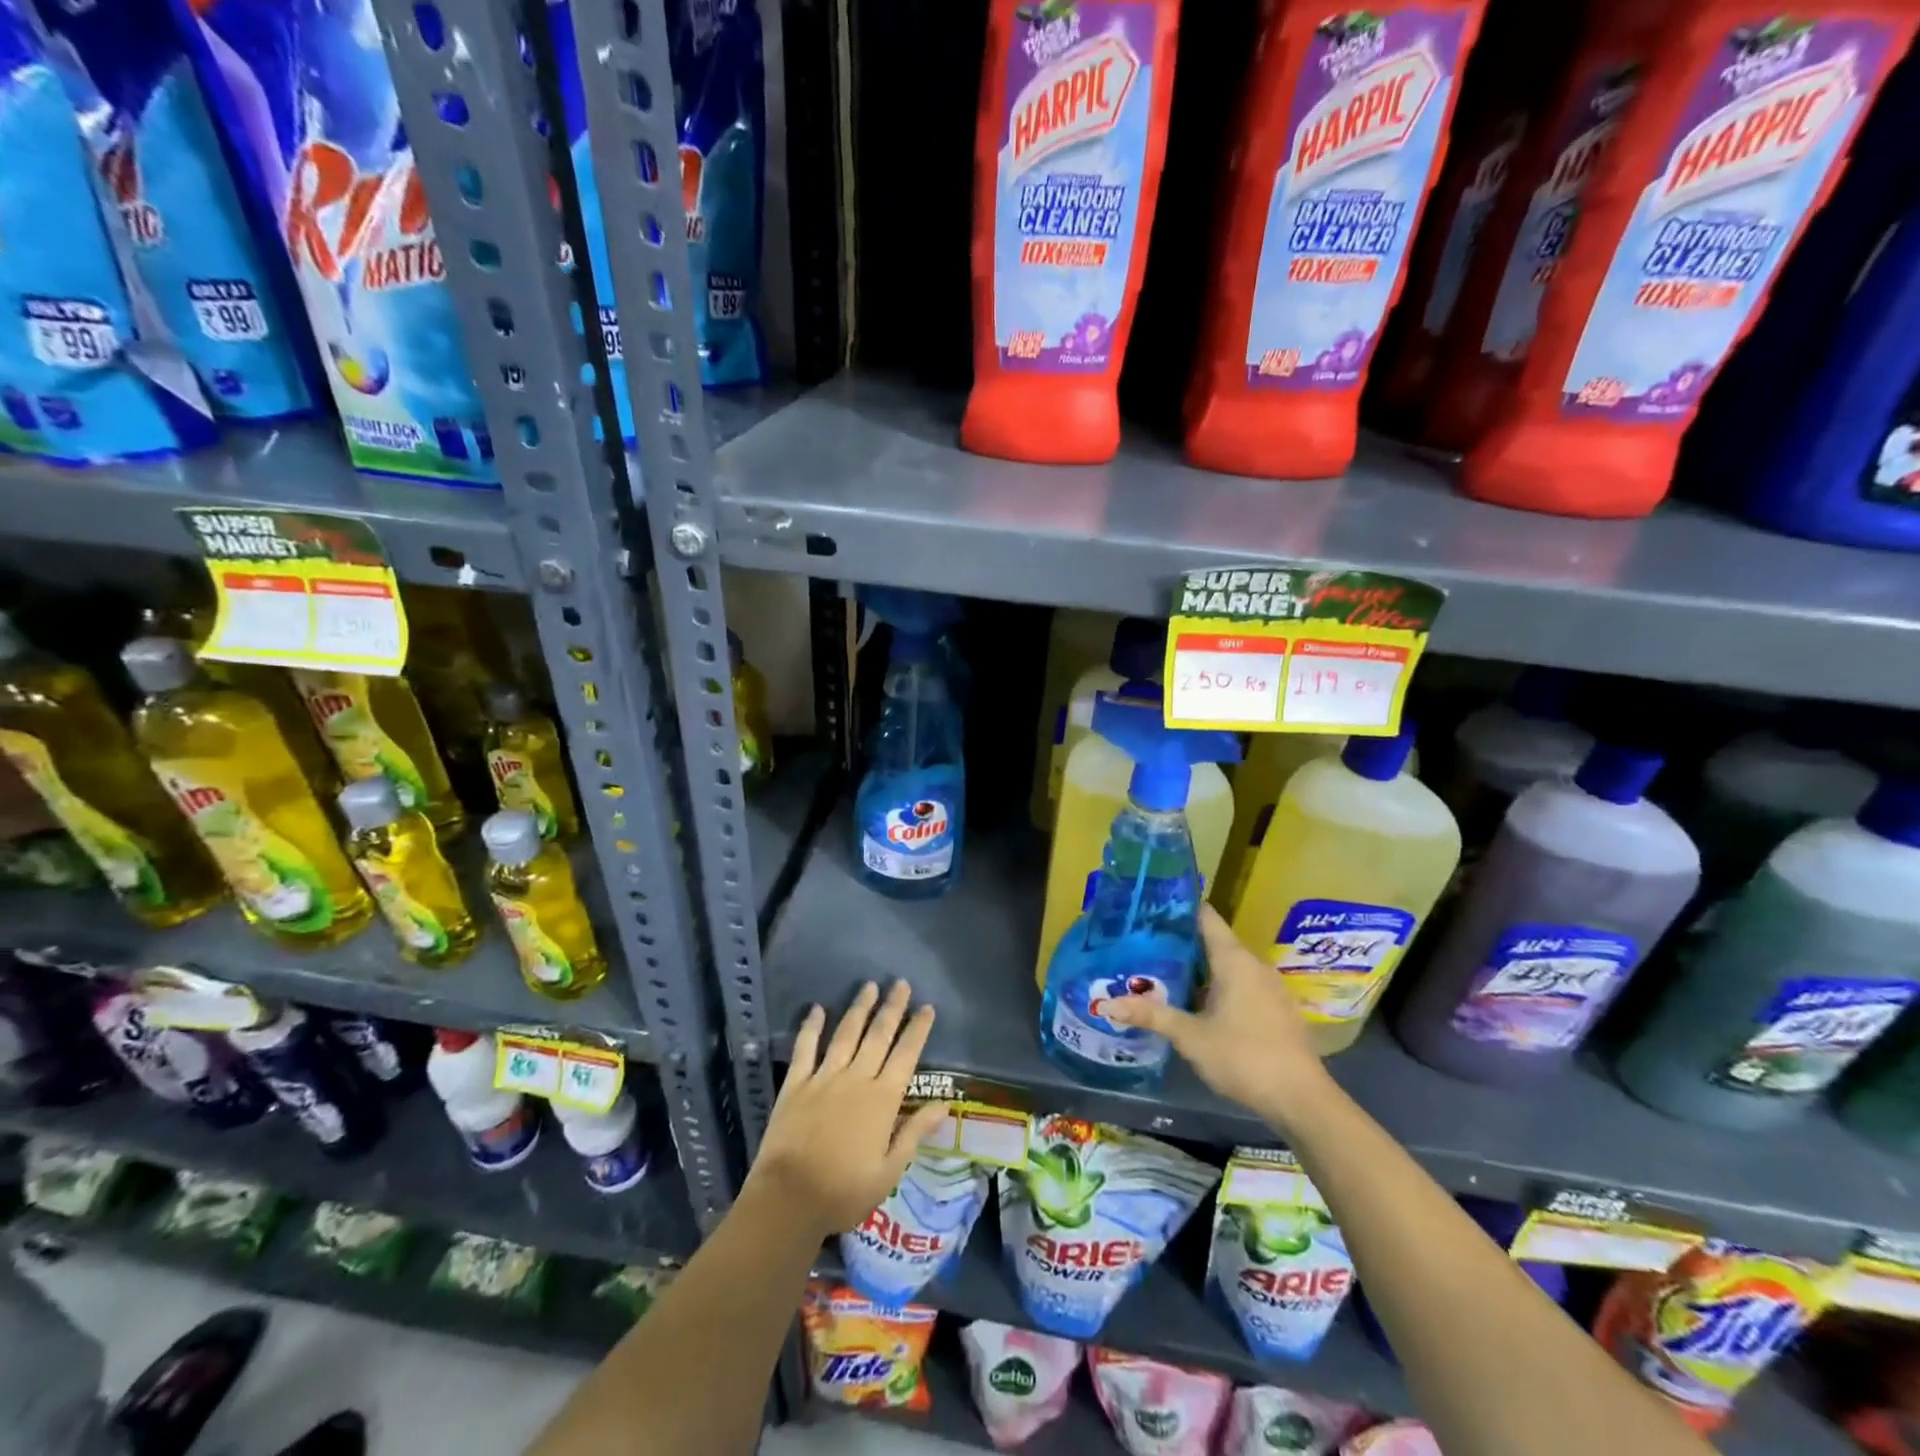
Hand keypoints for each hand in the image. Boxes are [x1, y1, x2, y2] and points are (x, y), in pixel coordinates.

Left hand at [746, 981, 949, 1241]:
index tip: (927, 1007)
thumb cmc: (844, 1191)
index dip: (917, 1029)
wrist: (789, 1199)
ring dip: (859, 1008)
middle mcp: (856, 1079)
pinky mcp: (796, 1084)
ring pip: (846, 1034)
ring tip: (869, 986)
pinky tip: (817, 1009)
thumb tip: (945, 1104)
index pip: (906, 1055)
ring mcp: (824, 1078)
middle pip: (878, 1035)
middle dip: (892, 1007)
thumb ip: (915, 1133)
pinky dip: (811, 1027)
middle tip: (901, 983)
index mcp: (882, 1100)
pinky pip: (805, 1048)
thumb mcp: (889, 1171)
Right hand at [1105, 904, 1332, 1127]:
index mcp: (1234, 959)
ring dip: (1198, 968)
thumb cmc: (1244, 1057)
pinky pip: (1240, 985)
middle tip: (1143, 944)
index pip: (1205, 917)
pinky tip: (1195, 1004)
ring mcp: (1269, 987)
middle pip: (1213, 941)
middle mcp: (1254, 965)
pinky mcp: (1276, 1009)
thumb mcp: (1190, 1037)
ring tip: (1161, 972)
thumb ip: (1151, 1015)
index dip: (1178, 909)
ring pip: (1227, 966)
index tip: (1149, 909)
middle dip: (1180, 943)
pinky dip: (1216, 986)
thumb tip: (1106, 1004)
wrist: (1302, 1100)